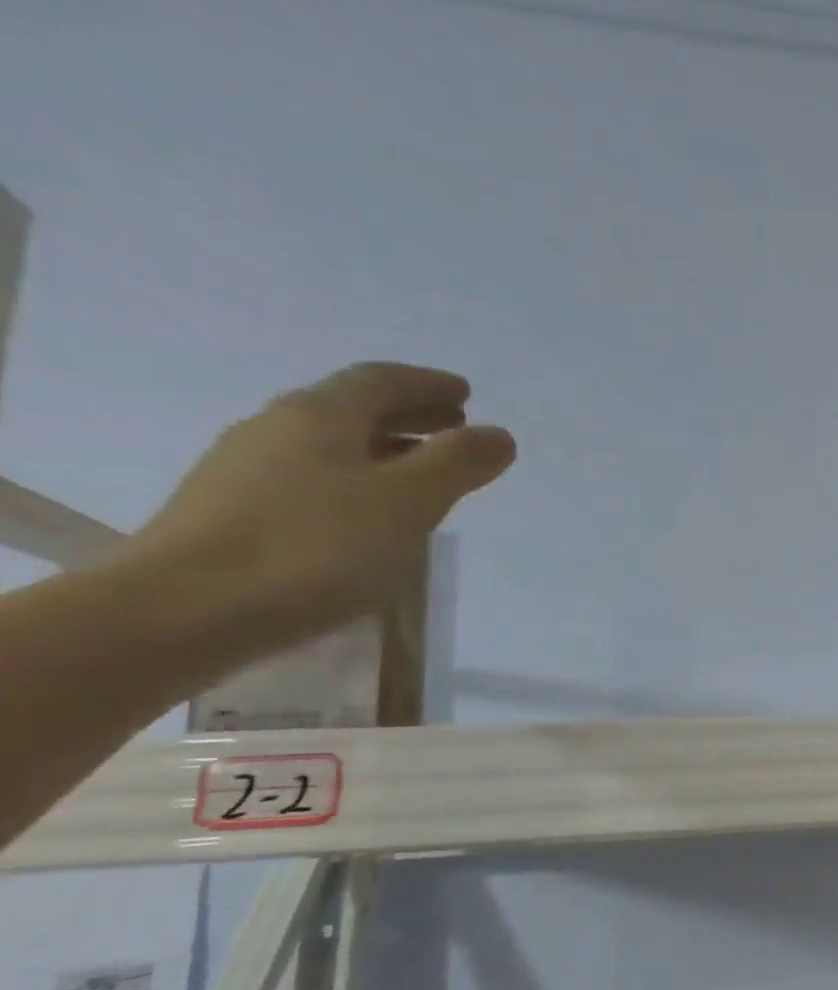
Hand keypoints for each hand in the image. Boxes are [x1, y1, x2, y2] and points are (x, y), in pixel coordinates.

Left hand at [124, 362, 514, 652]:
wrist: (187, 608)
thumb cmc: (314, 547)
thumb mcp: (406, 502)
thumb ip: (457, 464)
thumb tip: (498, 434)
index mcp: (320, 416)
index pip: (380, 381)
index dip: (426, 384)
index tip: (465, 394)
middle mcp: (279, 429)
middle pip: (351, 408)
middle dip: (408, 413)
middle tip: (452, 427)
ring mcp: (248, 470)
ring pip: (330, 445)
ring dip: (383, 448)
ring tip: (420, 473)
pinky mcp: (235, 512)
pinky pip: (311, 478)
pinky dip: (355, 480)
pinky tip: (368, 513)